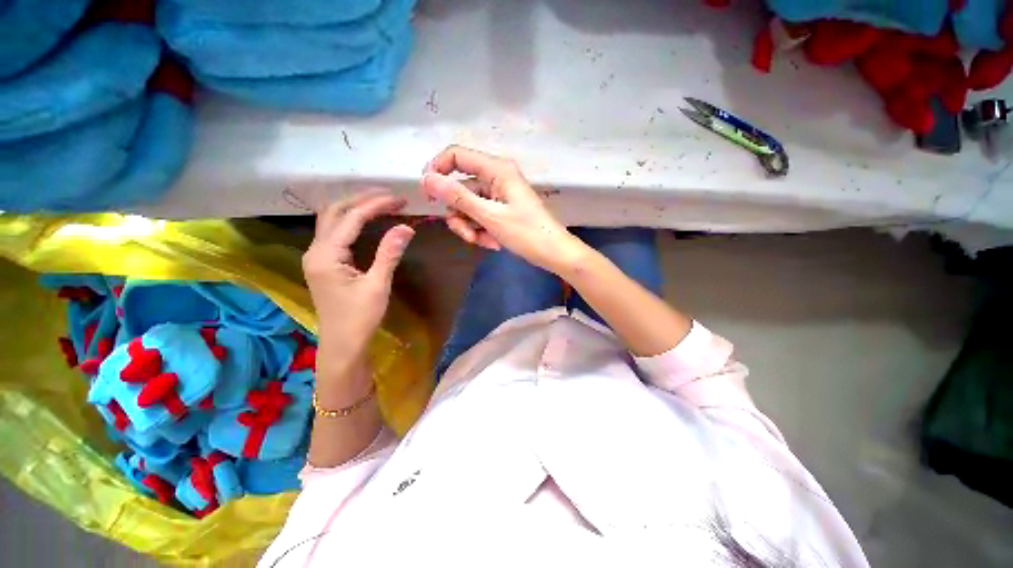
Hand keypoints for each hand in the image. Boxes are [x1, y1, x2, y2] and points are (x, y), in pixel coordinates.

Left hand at [302, 190, 414, 366]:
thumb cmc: (360, 318)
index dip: (376, 205)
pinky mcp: (324, 263)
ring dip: (355, 206)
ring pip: (332, 219)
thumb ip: (389, 254)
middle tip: (391, 197)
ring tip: (382, 203)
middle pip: (335, 211)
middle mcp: (315, 250)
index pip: (351, 218)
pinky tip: (368, 220)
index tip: (400, 199)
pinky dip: (352, 220)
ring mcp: (317, 256)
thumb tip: (406, 227)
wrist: (343, 344)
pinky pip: (335, 231)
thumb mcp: (378, 286)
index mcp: (325, 256)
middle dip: (362, 199)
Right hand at [420, 145, 583, 272]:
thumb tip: (426, 179)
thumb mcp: (490, 216)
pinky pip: (480, 217)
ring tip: (483, 241)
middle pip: (460, 188)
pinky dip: (481, 231)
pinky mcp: (501, 210)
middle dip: (459, 214)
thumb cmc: (527, 233)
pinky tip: (492, 243)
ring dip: (470, 227)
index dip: (437, 170)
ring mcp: (498, 195)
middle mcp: (496, 177)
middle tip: (467, 234)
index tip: (428, 195)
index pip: (456, 155)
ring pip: (468, 206)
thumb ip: (458, 197)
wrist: (553, 253)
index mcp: (496, 169)